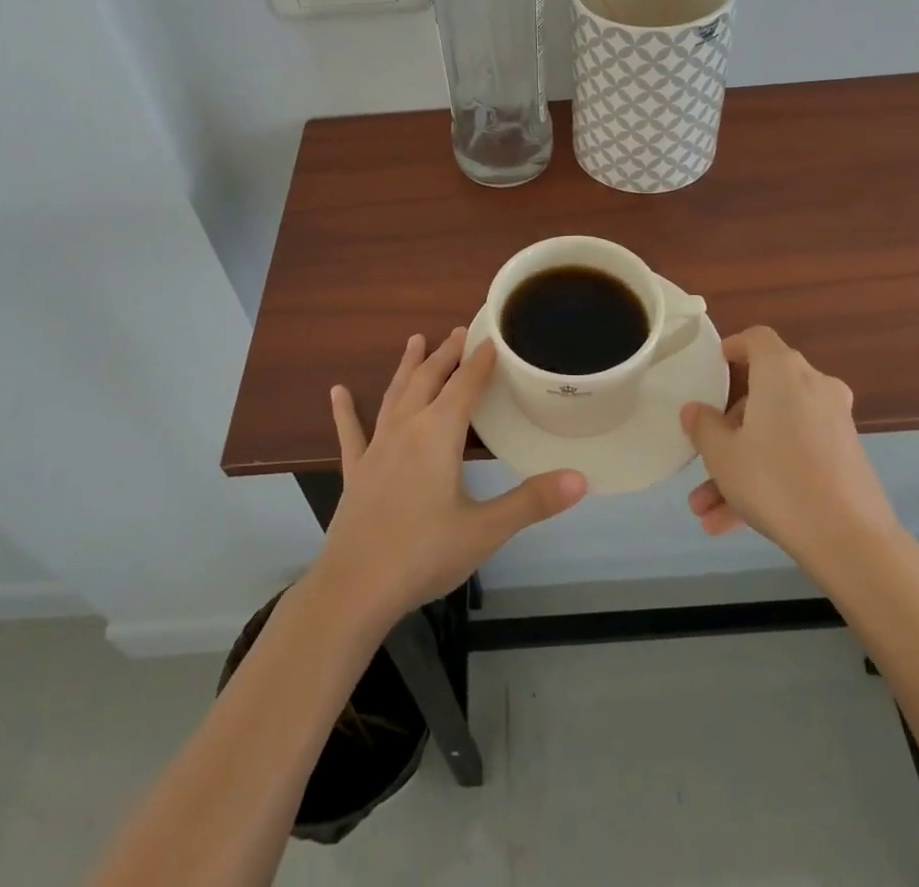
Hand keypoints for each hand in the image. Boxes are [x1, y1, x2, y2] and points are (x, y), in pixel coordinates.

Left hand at [315, 329, 587, 626]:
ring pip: (395, 395)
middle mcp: (406, 429)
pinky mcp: (356, 471)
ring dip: (407, 367)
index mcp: (438, 435)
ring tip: (415, 340)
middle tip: (458, 331)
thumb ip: (533, 501)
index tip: (492, 339)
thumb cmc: (424, 553)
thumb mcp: (486, 530)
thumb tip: (581, 479)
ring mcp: (377, 448)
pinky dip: (345, 411)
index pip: (464, 386)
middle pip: (428, 380)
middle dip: (445, 354)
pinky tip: (337, 392)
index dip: (480, 361)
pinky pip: (351, 432)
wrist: (355, 588)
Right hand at [681, 326, 897, 559]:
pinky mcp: (846, 458)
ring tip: (706, 510)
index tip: (713, 367)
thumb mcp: (723, 454)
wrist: (850, 540)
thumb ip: (704, 426)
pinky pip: (796, 456)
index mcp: (782, 372)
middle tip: (705, 456)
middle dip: (728, 430)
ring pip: (776, 434)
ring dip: (741, 466)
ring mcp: (834, 424)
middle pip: (763, 394)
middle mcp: (813, 387)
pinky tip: (732, 524)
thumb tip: (695, 410)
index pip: (757, 339)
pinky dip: (768, 479)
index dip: (733, 347)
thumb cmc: (775, 480)